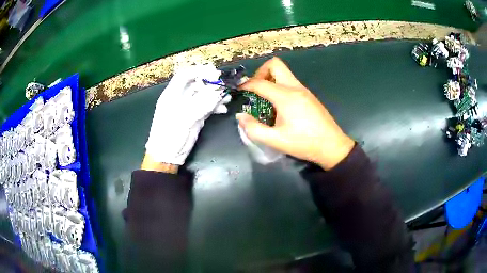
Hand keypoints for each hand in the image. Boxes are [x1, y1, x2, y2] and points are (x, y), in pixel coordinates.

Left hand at [145, 64, 230, 165]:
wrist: (166, 156)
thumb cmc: (169, 135)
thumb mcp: (184, 118)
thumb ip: (202, 104)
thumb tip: (219, 93)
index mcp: (172, 94)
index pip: (185, 75)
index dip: (199, 70)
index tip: (215, 72)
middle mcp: (180, 98)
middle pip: (197, 84)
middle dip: (212, 83)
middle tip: (226, 84)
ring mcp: (188, 107)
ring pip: (204, 95)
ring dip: (216, 95)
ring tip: (228, 98)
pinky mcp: (194, 116)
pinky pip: (207, 106)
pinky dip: (215, 106)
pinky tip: (223, 109)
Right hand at [236, 58, 353, 169]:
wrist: (332, 146)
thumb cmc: (304, 143)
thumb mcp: (276, 140)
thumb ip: (254, 129)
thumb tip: (241, 117)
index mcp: (285, 96)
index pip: (260, 82)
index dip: (246, 85)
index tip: (239, 91)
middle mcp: (295, 88)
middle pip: (275, 65)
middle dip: (261, 72)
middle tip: (255, 89)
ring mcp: (304, 90)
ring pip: (284, 73)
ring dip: (271, 79)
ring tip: (265, 99)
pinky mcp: (309, 96)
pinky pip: (290, 82)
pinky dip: (280, 87)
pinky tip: (280, 106)